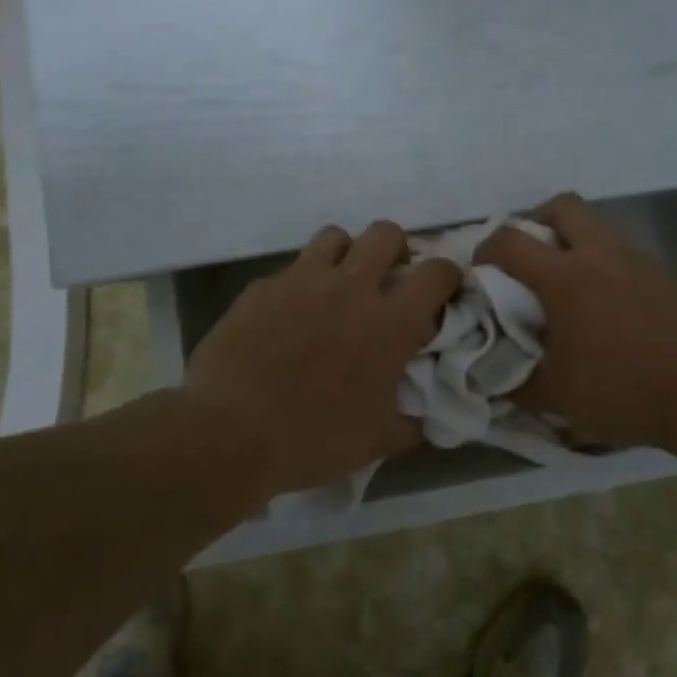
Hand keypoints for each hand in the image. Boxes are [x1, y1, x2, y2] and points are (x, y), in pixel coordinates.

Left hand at [184, 221, 462, 497]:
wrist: (229, 433)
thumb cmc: (312, 438)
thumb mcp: (375, 442)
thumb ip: (408, 423)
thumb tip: (422, 419)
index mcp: (390, 323)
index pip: (437, 273)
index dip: (447, 276)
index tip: (442, 292)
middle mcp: (351, 288)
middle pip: (387, 233)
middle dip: (396, 250)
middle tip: (388, 280)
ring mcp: (303, 280)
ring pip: (336, 236)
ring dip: (346, 254)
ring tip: (338, 285)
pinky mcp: (263, 286)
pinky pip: (290, 270)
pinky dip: (299, 285)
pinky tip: (288, 316)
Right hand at [475, 194, 676, 453]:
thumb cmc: (624, 390)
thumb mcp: (557, 396)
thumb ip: (515, 382)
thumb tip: (491, 378)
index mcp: (566, 277)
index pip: (510, 241)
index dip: (485, 248)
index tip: (480, 270)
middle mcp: (601, 254)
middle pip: (562, 206)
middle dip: (536, 221)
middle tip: (527, 257)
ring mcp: (638, 260)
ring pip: (598, 225)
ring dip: (573, 240)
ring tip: (566, 283)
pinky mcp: (665, 274)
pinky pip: (623, 251)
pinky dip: (604, 263)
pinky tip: (606, 304)